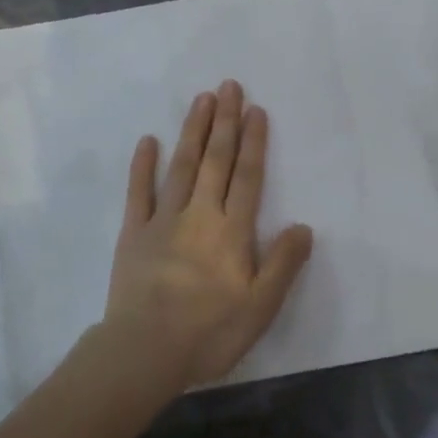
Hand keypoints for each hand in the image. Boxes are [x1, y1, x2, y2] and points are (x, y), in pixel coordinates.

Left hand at [103, 80, 314, 393]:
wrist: (144, 351)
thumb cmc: (209, 332)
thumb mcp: (261, 307)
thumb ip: (283, 264)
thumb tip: (304, 226)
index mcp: (232, 231)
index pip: (247, 177)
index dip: (254, 142)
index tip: (255, 109)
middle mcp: (199, 215)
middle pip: (215, 160)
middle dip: (224, 122)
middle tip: (228, 85)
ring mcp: (162, 220)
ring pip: (181, 166)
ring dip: (193, 131)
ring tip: (201, 99)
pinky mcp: (133, 233)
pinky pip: (139, 192)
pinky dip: (143, 166)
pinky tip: (148, 141)